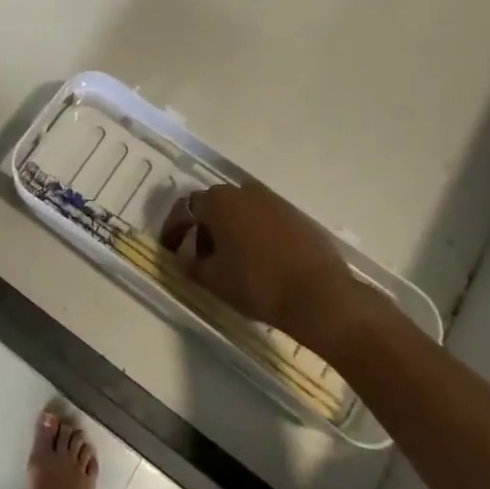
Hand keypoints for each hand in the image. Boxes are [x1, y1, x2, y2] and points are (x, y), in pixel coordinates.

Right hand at [159, 183, 376, 354]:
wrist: (320, 296)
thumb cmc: (257, 284)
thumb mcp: (213, 280)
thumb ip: (192, 265)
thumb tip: (186, 259)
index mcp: (219, 201)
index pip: (185, 208)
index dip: (173, 230)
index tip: (169, 250)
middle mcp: (244, 192)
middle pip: (214, 206)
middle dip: (202, 230)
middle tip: (199, 258)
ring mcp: (274, 201)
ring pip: (240, 212)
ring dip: (229, 232)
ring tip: (229, 263)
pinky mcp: (296, 216)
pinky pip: (263, 221)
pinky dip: (253, 235)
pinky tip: (258, 262)